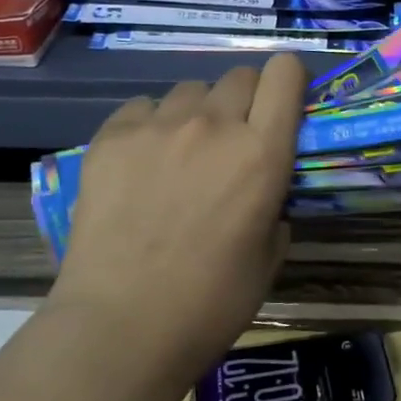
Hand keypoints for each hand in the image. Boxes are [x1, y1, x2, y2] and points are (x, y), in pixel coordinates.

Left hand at [48, 55, 307, 375]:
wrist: (120, 328)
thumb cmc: (209, 304)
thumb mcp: (269, 257)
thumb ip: (275, 207)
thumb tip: (264, 193)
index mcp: (262, 153)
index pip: (285, 73)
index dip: (289, 81)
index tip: (284, 104)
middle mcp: (214, 125)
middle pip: (239, 76)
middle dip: (245, 100)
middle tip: (232, 140)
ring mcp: (159, 126)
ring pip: (190, 90)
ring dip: (196, 112)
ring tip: (181, 153)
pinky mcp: (111, 137)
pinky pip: (142, 108)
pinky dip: (149, 126)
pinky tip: (140, 163)